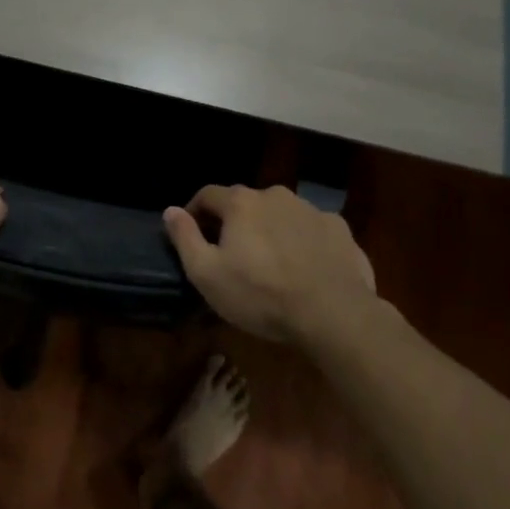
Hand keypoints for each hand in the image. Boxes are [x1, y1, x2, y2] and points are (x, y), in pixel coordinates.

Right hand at [164, 185, 378, 345]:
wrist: (334, 313)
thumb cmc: (261, 295)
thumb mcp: (207, 274)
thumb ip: (185, 238)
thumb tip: (170, 210)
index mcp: (241, 203)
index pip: (207, 195)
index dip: (195, 212)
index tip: (192, 235)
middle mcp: (275, 195)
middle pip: (246, 203)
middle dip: (235, 223)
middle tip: (232, 255)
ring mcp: (311, 210)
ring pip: (280, 214)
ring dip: (270, 230)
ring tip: (271, 264)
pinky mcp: (339, 229)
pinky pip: (311, 230)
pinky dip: (303, 242)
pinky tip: (305, 269)